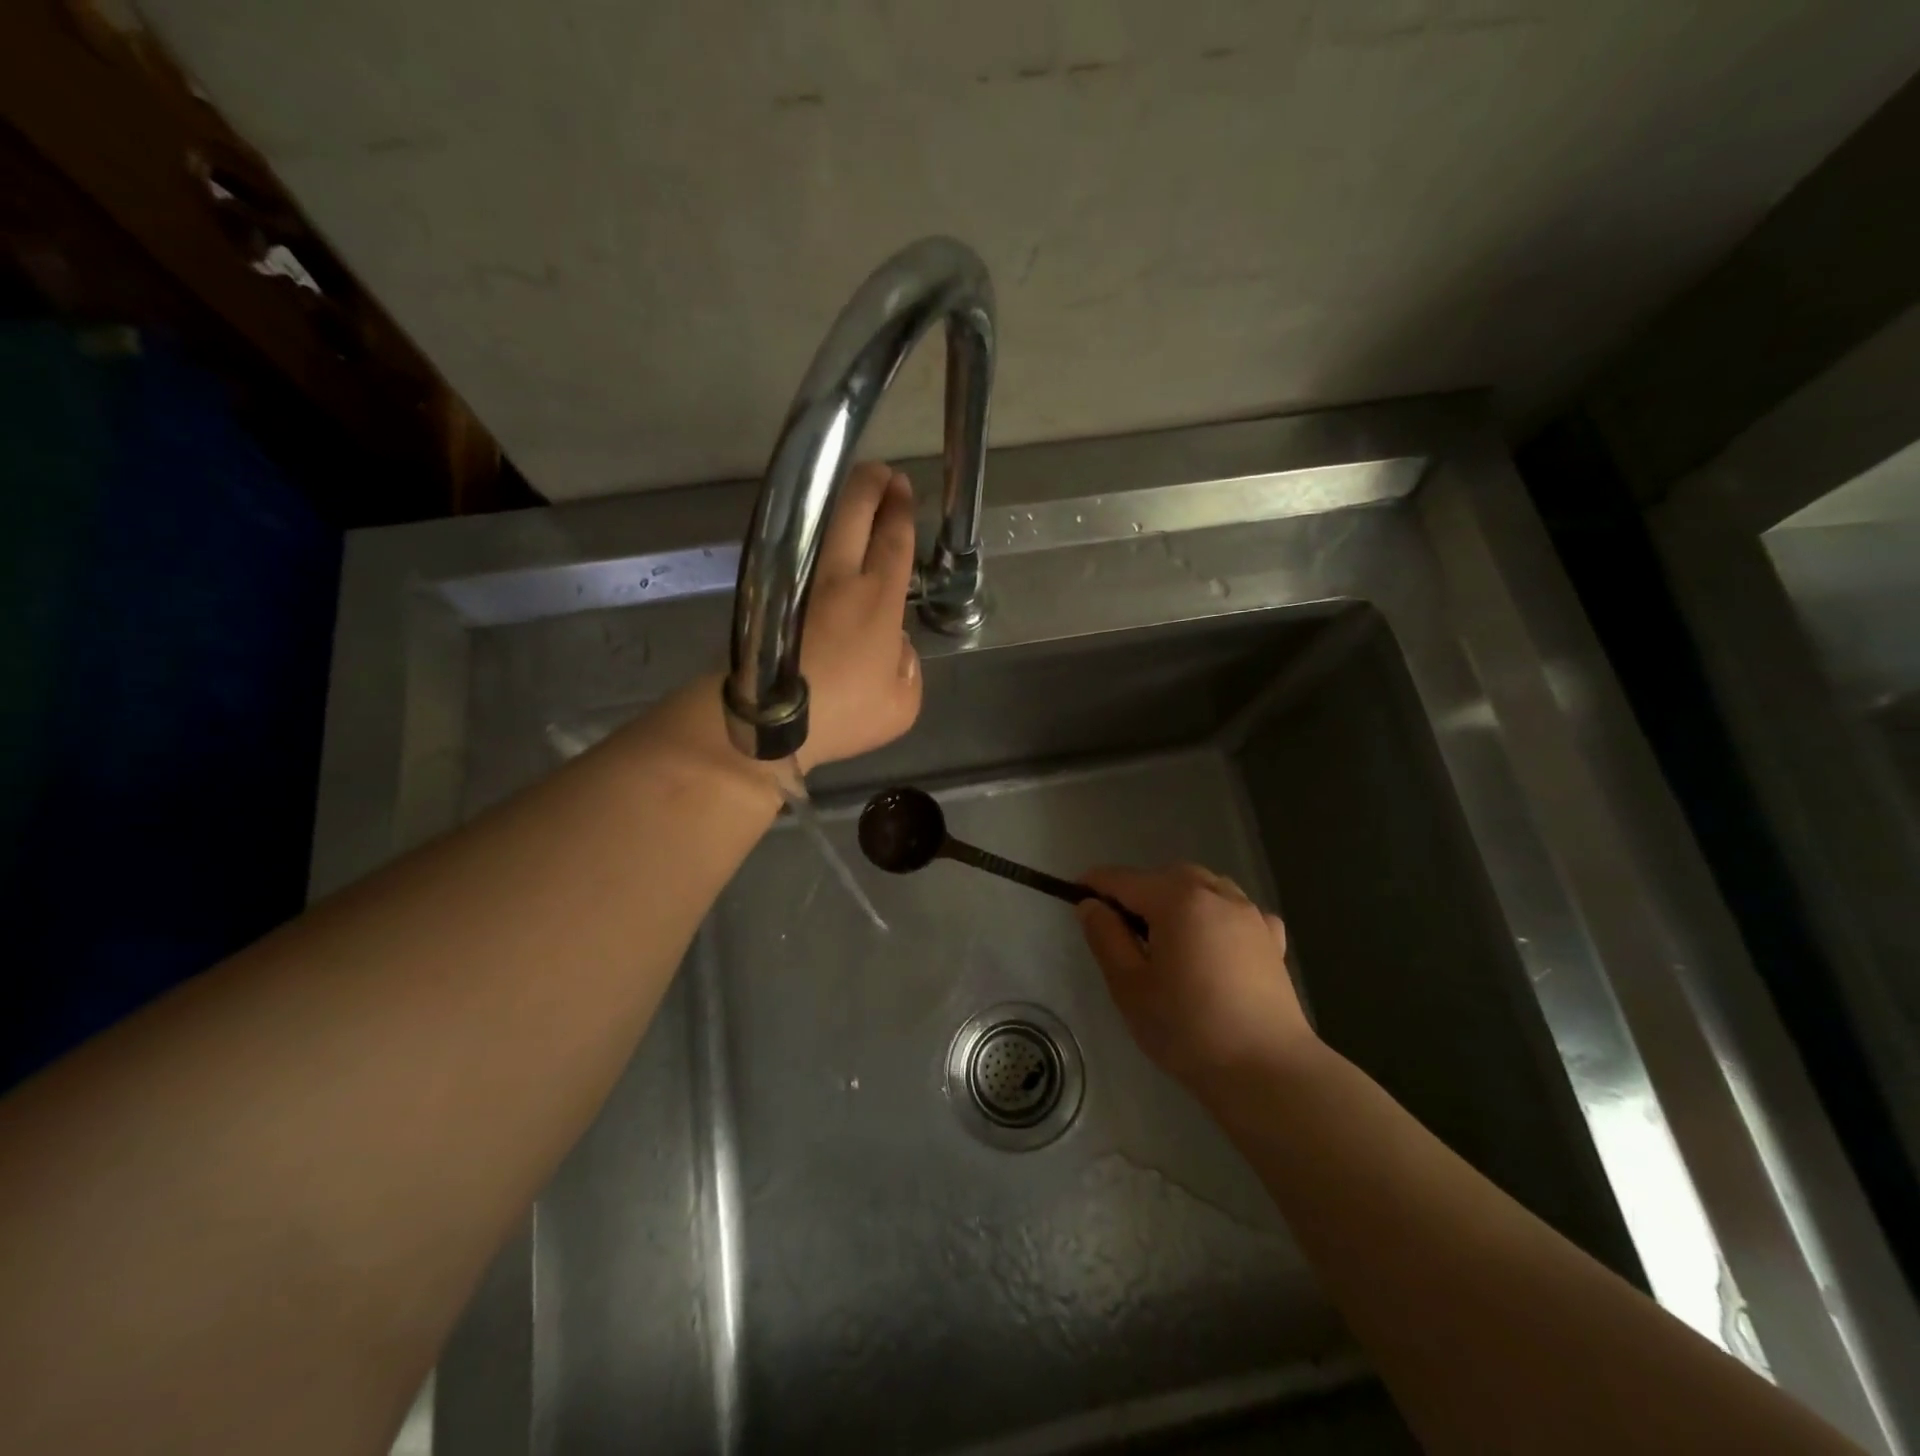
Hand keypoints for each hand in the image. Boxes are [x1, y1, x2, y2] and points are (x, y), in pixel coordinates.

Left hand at [796, 461, 922, 766]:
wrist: (770, 722)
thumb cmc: (844, 715)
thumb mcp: (901, 705)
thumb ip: (908, 668)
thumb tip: (896, 645)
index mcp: (878, 601)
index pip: (893, 542)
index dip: (900, 511)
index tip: (902, 488)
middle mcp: (838, 580)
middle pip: (851, 515)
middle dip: (868, 486)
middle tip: (880, 472)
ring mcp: (799, 584)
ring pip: (818, 527)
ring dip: (836, 505)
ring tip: (850, 495)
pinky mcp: (771, 598)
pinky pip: (795, 554)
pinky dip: (808, 536)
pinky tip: (816, 542)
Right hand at [1076, 865, 1315, 1097]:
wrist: (1267, 1071)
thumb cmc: (1187, 1028)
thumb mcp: (1129, 986)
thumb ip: (1106, 938)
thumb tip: (1090, 905)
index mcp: (1177, 899)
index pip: (1123, 879)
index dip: (1095, 883)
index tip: (1074, 894)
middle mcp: (1216, 894)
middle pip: (1166, 876)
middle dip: (1139, 891)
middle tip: (1120, 928)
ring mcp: (1250, 915)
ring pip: (1204, 886)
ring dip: (1179, 898)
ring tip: (1167, 935)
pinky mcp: (1273, 941)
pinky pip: (1238, 911)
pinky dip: (1218, 915)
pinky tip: (1215, 943)